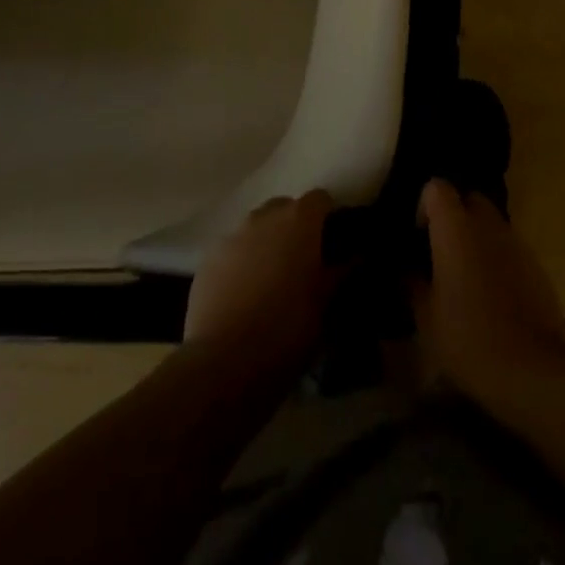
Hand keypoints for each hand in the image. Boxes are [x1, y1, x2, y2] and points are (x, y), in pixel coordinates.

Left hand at [185, 190, 337, 369]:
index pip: (320, 199)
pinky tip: (243, 296)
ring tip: (270, 282)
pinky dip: (241, 263)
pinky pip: (232, 251)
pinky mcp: (207, 260)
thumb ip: (342, 271)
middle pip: (285, 209)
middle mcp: (264, 217)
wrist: (224, 364)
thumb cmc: (288, 330)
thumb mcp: (326, 305)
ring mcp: (232, 236)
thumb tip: (358, 255)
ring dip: (266, 244)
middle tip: (302, 264)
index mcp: (299, 220)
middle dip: (295, 229)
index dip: (328, 218)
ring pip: (256, 229)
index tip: (333, 243)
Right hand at [412, 179, 564, 411]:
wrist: (531, 368)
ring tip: (467, 276)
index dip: (425, 205)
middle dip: (455, 217)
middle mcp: (487, 223)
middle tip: (442, 252)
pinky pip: (509, 247)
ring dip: (477, 238)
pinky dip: (497, 258)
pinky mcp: (536, 263)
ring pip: (491, 223)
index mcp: (455, 228)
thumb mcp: (426, 317)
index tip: (420, 235)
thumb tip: (408, 269)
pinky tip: (492, 294)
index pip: (437, 187)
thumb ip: (413, 283)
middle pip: (469, 198)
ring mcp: (515, 241)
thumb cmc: (468, 337)